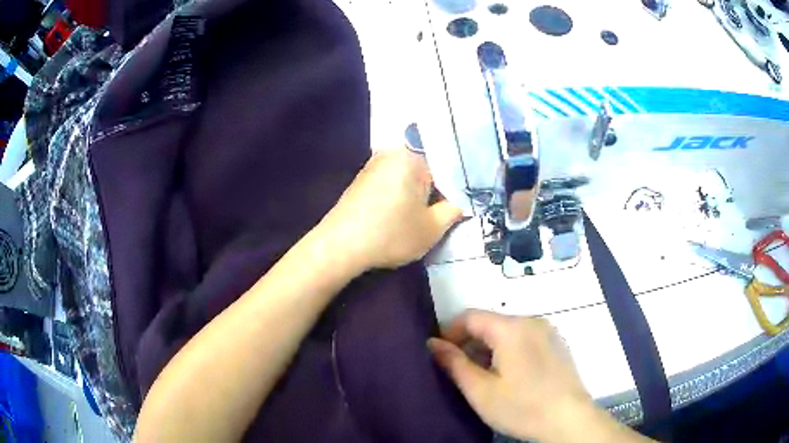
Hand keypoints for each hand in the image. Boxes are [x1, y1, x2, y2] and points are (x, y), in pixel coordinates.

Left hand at [319, 147, 462, 270]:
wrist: (340, 246)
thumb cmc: (391, 234)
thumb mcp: (432, 228)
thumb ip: (453, 211)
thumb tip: (460, 204)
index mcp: (411, 156)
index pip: (445, 163)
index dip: (456, 184)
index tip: (461, 201)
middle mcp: (391, 153)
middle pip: (426, 167)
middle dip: (436, 187)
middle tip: (447, 208)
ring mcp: (373, 165)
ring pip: (408, 175)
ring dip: (418, 192)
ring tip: (426, 212)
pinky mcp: (362, 179)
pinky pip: (392, 180)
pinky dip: (401, 193)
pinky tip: (402, 212)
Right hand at [428, 310, 601, 442]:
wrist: (569, 419)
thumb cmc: (522, 407)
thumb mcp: (480, 390)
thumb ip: (454, 363)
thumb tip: (432, 343)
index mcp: (511, 328)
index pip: (470, 316)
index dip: (449, 332)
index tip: (439, 355)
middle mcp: (531, 321)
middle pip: (490, 323)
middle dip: (469, 342)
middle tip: (459, 370)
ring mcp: (548, 331)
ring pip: (508, 331)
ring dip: (489, 347)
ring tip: (483, 376)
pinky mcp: (558, 343)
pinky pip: (525, 338)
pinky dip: (509, 349)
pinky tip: (510, 375)